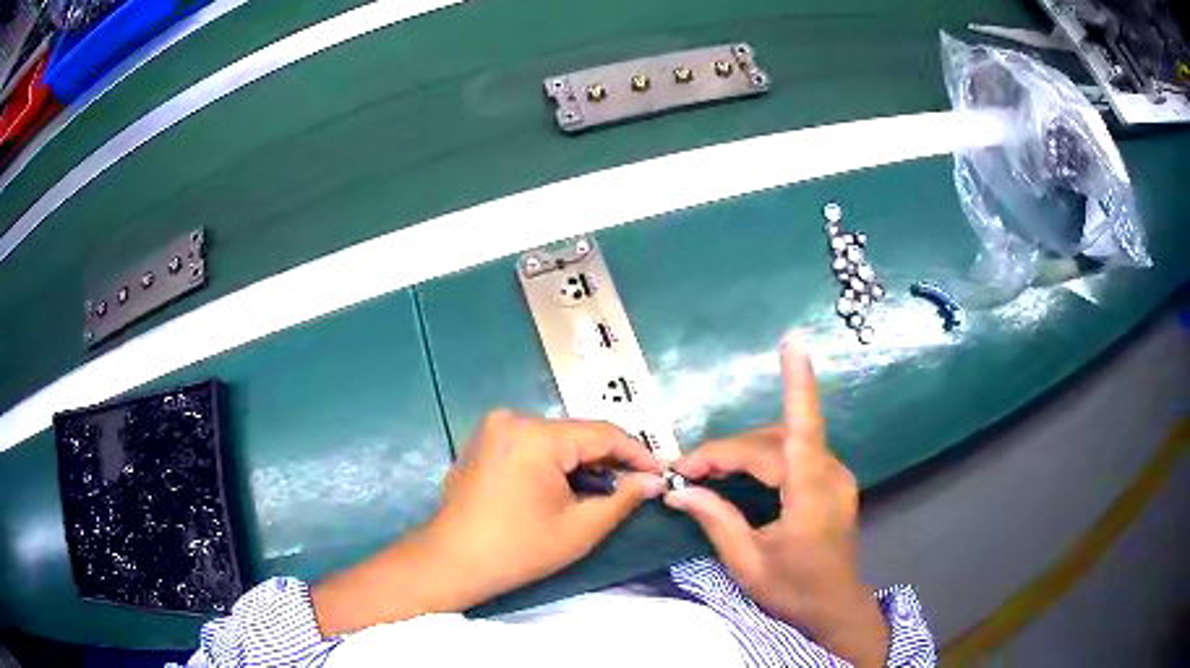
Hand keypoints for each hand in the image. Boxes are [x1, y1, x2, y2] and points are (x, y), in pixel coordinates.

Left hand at [430, 411, 665, 602]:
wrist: (451, 562)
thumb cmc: (518, 550)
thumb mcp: (579, 529)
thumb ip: (623, 499)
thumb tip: (654, 480)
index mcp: (536, 436)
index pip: (602, 434)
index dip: (637, 452)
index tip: (662, 471)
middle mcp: (513, 419)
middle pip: (577, 434)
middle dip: (609, 459)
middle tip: (639, 482)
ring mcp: (494, 428)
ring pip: (555, 439)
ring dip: (583, 461)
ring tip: (609, 487)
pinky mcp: (483, 441)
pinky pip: (532, 444)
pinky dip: (555, 462)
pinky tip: (570, 485)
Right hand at [665, 336, 888, 666]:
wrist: (834, 608)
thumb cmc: (792, 590)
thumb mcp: (747, 563)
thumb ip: (716, 520)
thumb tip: (679, 491)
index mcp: (811, 494)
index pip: (802, 429)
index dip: (798, 383)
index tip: (793, 341)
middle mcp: (829, 475)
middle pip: (774, 441)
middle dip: (728, 450)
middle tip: (687, 471)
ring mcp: (835, 476)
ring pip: (784, 443)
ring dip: (744, 451)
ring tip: (705, 469)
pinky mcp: (832, 482)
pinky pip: (794, 455)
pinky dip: (762, 458)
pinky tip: (739, 471)